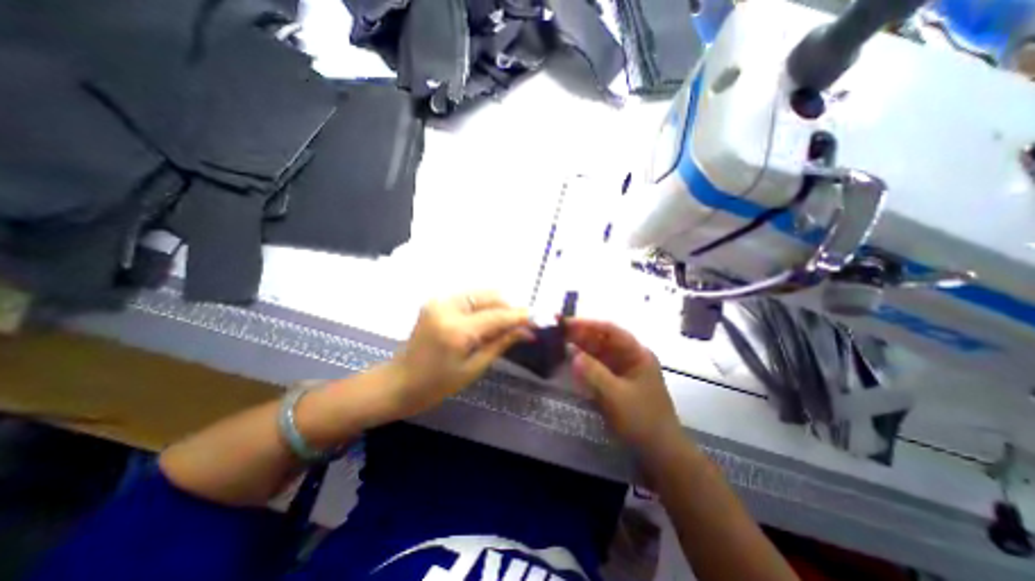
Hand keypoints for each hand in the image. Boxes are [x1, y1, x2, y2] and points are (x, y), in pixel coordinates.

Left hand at [387, 292, 531, 418]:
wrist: (399, 382)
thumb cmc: (437, 384)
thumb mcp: (474, 368)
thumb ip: (501, 343)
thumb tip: (527, 332)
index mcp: (456, 329)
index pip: (497, 315)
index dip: (520, 316)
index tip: (538, 319)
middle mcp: (447, 307)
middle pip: (490, 297)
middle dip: (510, 308)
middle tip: (523, 324)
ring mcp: (439, 301)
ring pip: (480, 294)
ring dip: (498, 306)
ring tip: (507, 324)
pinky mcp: (436, 301)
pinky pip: (469, 298)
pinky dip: (483, 306)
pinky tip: (489, 320)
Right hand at [563, 318, 685, 452]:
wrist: (660, 453)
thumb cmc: (642, 420)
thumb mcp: (616, 396)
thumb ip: (593, 372)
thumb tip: (572, 353)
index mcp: (637, 353)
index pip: (610, 330)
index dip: (587, 324)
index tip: (566, 323)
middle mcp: (630, 357)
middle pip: (602, 339)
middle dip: (580, 335)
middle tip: (557, 332)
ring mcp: (623, 370)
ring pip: (598, 352)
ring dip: (580, 347)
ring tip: (559, 343)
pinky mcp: (616, 382)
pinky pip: (597, 366)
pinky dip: (584, 362)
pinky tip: (570, 360)